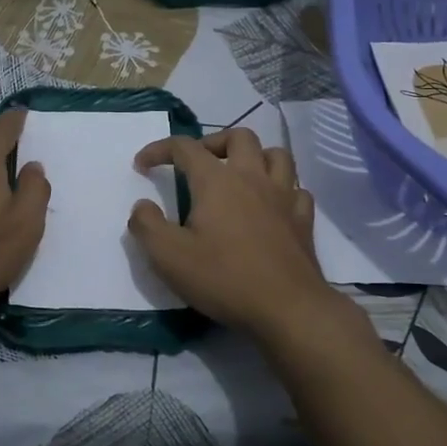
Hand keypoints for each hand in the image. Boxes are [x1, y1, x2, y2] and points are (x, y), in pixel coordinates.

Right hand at [126, 128, 330, 331]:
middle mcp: (253, 177)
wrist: (287, 308)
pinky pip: (296, 189)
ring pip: (276, 155)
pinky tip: (272, 205)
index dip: (159, 149)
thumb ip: (147, 225)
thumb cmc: (224, 279)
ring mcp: (284, 197)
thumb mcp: (169, 257)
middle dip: (213, 142)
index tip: (142, 164)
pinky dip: (282, 188)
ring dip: (255, 156)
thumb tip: (142, 206)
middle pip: (239, 137)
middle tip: (197, 164)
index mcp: (217, 181)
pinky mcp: (304, 220)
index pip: (184, 147)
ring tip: (239, 175)